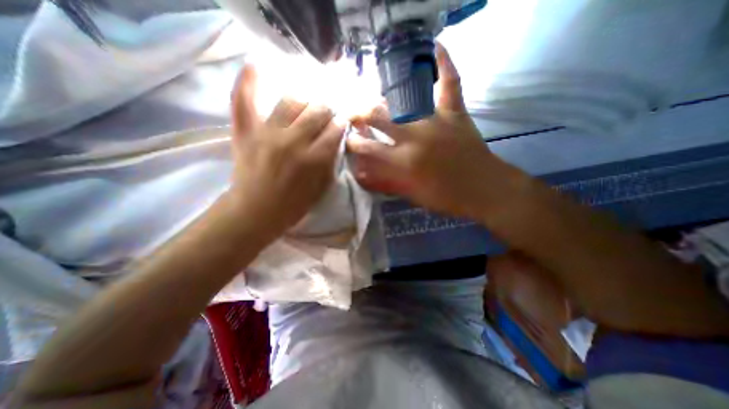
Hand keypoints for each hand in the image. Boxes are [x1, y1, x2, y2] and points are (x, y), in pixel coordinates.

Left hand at [226, 66, 343, 241]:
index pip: (335, 129)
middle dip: (327, 109)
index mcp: (314, 159)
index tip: (342, 122)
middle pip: (317, 110)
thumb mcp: (322, 188)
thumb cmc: (293, 206)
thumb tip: (336, 139)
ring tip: (307, 104)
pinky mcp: (245, 132)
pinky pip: (245, 100)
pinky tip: (258, 65)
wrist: (255, 212)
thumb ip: (331, 162)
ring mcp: (267, 133)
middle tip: (327, 113)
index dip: (341, 123)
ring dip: (305, 100)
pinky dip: (250, 81)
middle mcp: (293, 141)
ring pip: (292, 100)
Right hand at [347, 43, 508, 218]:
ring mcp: (436, 120)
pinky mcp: (455, 113)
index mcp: (405, 161)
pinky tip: (435, 47)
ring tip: (374, 98)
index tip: (347, 140)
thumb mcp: (412, 195)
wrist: (485, 189)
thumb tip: (362, 173)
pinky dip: (444, 64)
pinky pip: (450, 83)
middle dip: (359, 114)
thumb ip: (386, 182)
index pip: (369, 148)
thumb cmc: (446, 197)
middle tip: (352, 114)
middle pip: (379, 116)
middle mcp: (416, 136)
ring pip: (403, 99)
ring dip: (384, 98)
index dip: (354, 143)